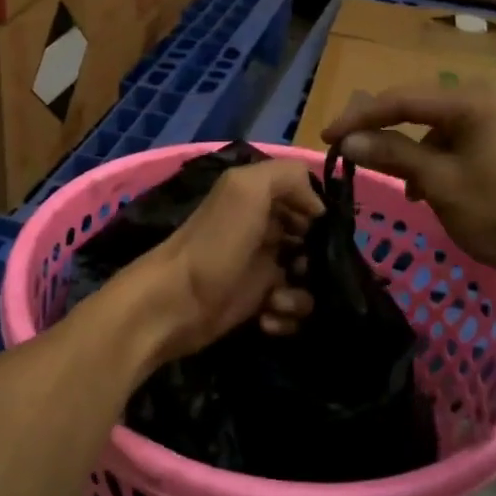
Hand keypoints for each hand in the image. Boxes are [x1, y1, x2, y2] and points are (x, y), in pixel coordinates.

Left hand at [119, 158, 323, 363]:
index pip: (307, 200)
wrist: (173, 304)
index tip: (322, 233)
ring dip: (302, 295)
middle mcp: (262, 231)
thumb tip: (318, 207)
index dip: (320, 216)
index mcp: (258, 200)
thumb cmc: (214, 245)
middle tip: (302, 269)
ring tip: (277, 300)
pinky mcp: (257, 304)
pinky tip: (268, 318)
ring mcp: (260, 269)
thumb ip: (288, 177)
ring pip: (307, 280)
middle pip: (313, 243)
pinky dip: (286, 317)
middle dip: (318, 260)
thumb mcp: (246, 190)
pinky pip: (292, 310)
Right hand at [324, 84, 495, 294]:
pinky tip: (439, 191)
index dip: (360, 117)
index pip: (403, 99)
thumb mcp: (441, 183)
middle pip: (424, 109)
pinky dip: (443, 163)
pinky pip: (468, 145)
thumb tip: (348, 140)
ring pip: (446, 130)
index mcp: (474, 102)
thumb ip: (393, 154)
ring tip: (407, 188)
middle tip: (356, 153)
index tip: (327, 138)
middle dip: (388, 132)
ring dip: (416, 152)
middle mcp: (494, 102)